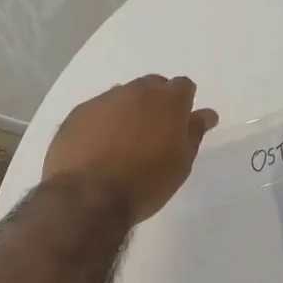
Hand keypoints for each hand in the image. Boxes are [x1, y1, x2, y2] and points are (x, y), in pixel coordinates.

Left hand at [42, 75, 218, 222]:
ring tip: (123, 142)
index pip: (183, 86)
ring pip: (121, 96)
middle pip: (151, 85)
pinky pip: (96, 111)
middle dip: (156, 101)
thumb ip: (194, 132)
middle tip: (154, 132)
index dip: (183, 102)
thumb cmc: (146, 183)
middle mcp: (135, 91)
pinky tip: (97, 148)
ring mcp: (102, 100)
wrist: (88, 197)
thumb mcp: (181, 163)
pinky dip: (101, 123)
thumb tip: (206, 113)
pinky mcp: (76, 114)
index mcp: (167, 100)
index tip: (181, 123)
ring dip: (127, 111)